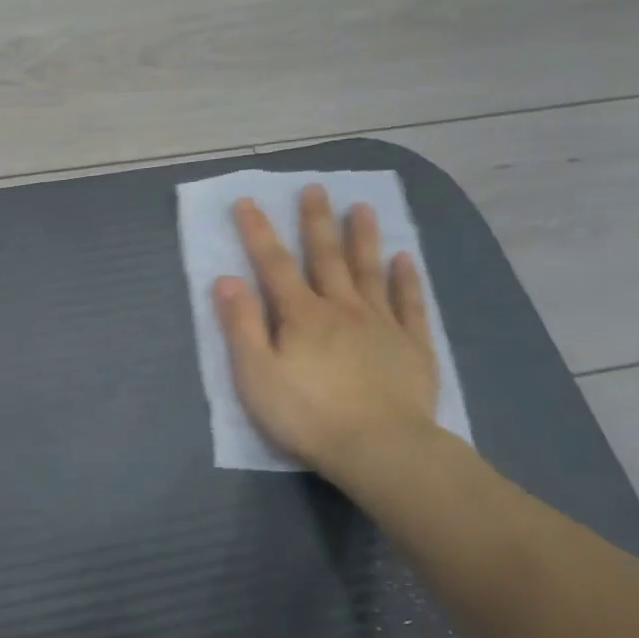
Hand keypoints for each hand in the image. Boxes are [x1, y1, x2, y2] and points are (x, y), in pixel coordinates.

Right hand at [213, 184, 438, 477]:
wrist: (381, 448)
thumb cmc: (306, 415)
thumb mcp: (256, 375)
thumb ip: (241, 326)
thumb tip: (225, 280)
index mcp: (301, 316)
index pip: (273, 265)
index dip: (258, 232)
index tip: (248, 201)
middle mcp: (342, 308)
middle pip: (326, 258)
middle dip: (316, 222)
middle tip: (315, 189)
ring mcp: (382, 325)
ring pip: (369, 271)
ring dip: (363, 238)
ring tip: (362, 208)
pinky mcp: (412, 346)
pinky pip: (410, 304)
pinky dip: (407, 279)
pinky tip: (405, 259)